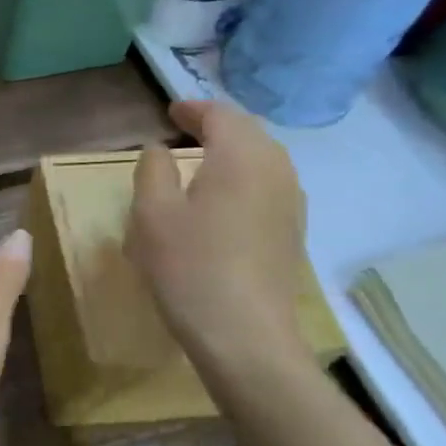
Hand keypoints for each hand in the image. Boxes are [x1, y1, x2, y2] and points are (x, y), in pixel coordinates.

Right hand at [127, 99, 309, 372]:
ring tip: (201, 161)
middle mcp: (276, 170)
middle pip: (248, 132)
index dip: (193, 109)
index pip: (221, 115)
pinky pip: (269, 186)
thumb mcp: (152, 214)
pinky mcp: (292, 232)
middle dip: (216, 126)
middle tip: (184, 130)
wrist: (245, 336)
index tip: (169, 112)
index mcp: (241, 156)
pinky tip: (223, 199)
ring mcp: (291, 203)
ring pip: (263, 159)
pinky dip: (244, 177)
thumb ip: (152, 170)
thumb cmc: (190, 267)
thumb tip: (159, 150)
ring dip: (232, 152)